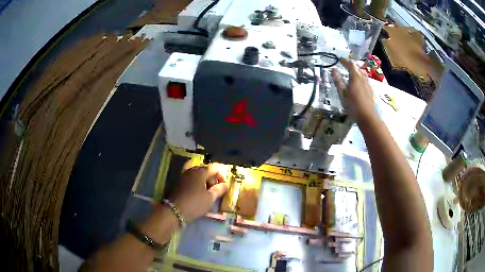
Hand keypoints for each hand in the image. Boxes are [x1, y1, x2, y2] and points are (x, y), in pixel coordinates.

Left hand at [168, 165, 228, 221]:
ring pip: (199, 176)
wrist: (174, 210)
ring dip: (206, 184)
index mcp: (200, 171)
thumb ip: (219, 189)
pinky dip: (198, 186)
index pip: (215, 168)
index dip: (222, 177)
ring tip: (209, 195)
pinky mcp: (180, 182)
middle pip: (206, 171)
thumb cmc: (195, 203)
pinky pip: (192, 181)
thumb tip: (226, 184)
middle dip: (213, 180)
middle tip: (217, 192)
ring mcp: (184, 176)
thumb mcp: (210, 198)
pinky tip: (199, 195)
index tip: (224, 187)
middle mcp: (192, 170)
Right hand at [331, 59, 375, 123]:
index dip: (345, 61)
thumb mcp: (342, 93)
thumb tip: (334, 69)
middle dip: (351, 66)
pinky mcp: (371, 91)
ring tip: (352, 76)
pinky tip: (359, 85)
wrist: (367, 117)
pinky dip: (361, 79)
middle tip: (345, 68)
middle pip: (358, 68)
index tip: (340, 61)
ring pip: (363, 74)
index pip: (351, 64)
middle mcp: (363, 78)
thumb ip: (338, 80)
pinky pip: (366, 80)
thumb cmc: (353, 105)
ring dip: (357, 72)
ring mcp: (368, 84)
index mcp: (355, 77)